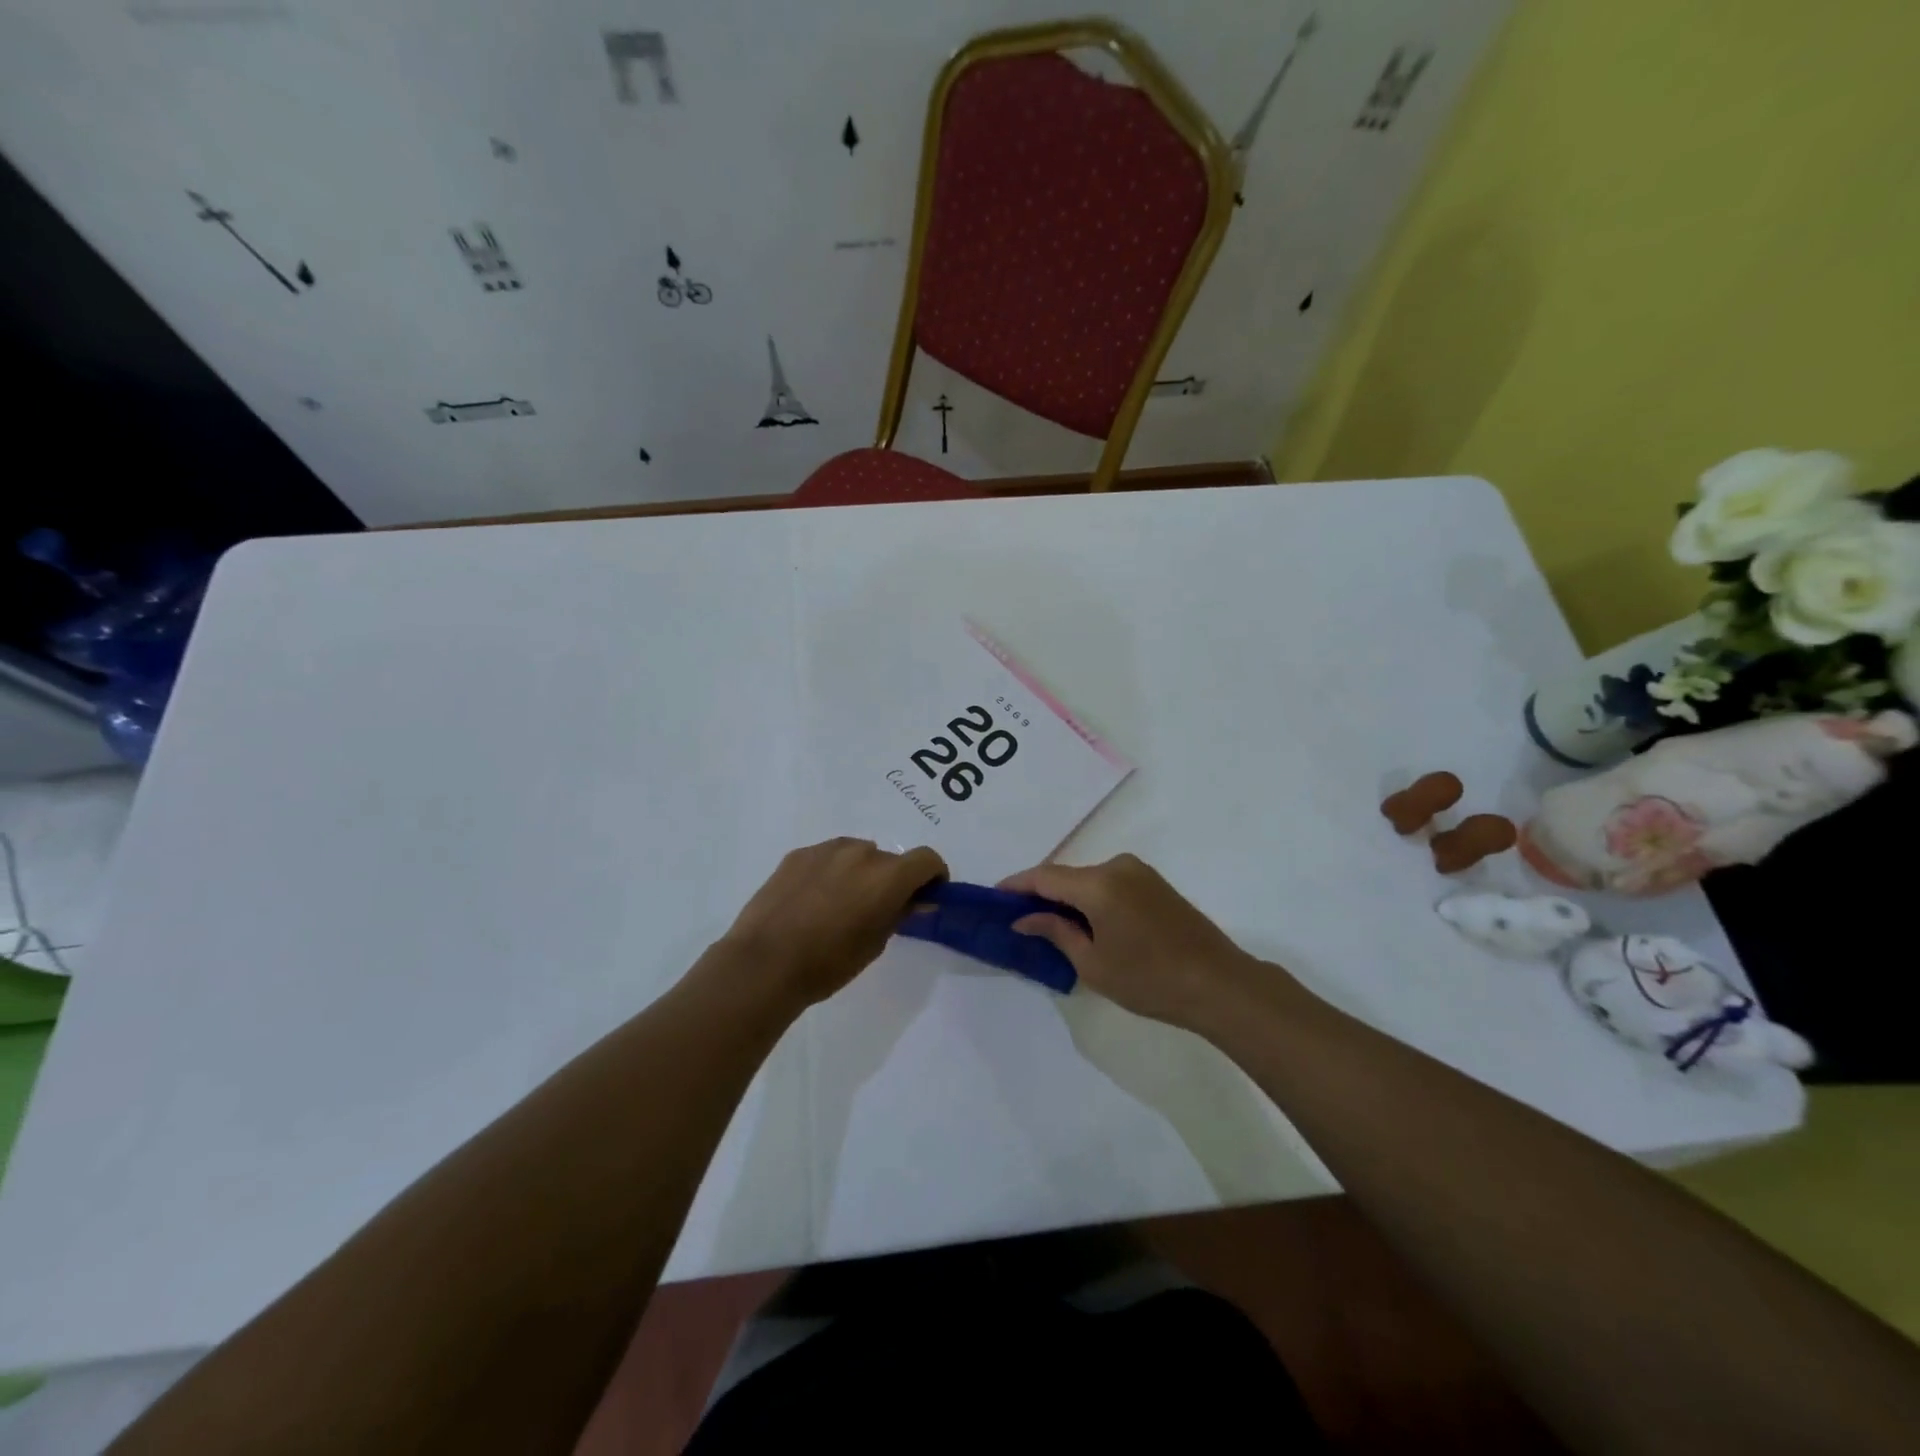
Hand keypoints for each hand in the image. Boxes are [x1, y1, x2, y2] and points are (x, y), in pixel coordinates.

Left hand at [718, 838, 946, 1009]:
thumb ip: (900, 914)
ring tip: (840, 905)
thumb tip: (916, 900)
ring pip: (857, 854)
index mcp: (887, 875)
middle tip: (877, 910)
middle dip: (892, 879)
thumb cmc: (828, 963)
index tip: (926, 896)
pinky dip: (831, 872)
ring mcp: (826, 849)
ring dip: (860, 872)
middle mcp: (861, 852)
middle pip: (890, 859)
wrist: (764, 963)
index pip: (927, 859)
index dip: (933, 876)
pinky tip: (813, 901)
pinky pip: (827, 858)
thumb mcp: (875, 944)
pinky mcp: (798, 854)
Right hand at [1001, 854, 1261, 1030]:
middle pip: (1067, 876)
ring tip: (1051, 925)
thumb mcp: (1093, 964)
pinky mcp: (1155, 883)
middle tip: (1019, 918)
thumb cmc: (1150, 980)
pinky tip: (1086, 923)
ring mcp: (1140, 872)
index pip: (1044, 876)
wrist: (1219, 984)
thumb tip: (1024, 918)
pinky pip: (1110, 883)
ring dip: (1068, 897)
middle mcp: (1117, 867)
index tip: (994, 897)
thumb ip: (1056, 932)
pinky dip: (1091, 898)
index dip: (1016, 885)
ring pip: (1089, 880)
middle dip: (1041, 894)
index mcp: (1098, 885)